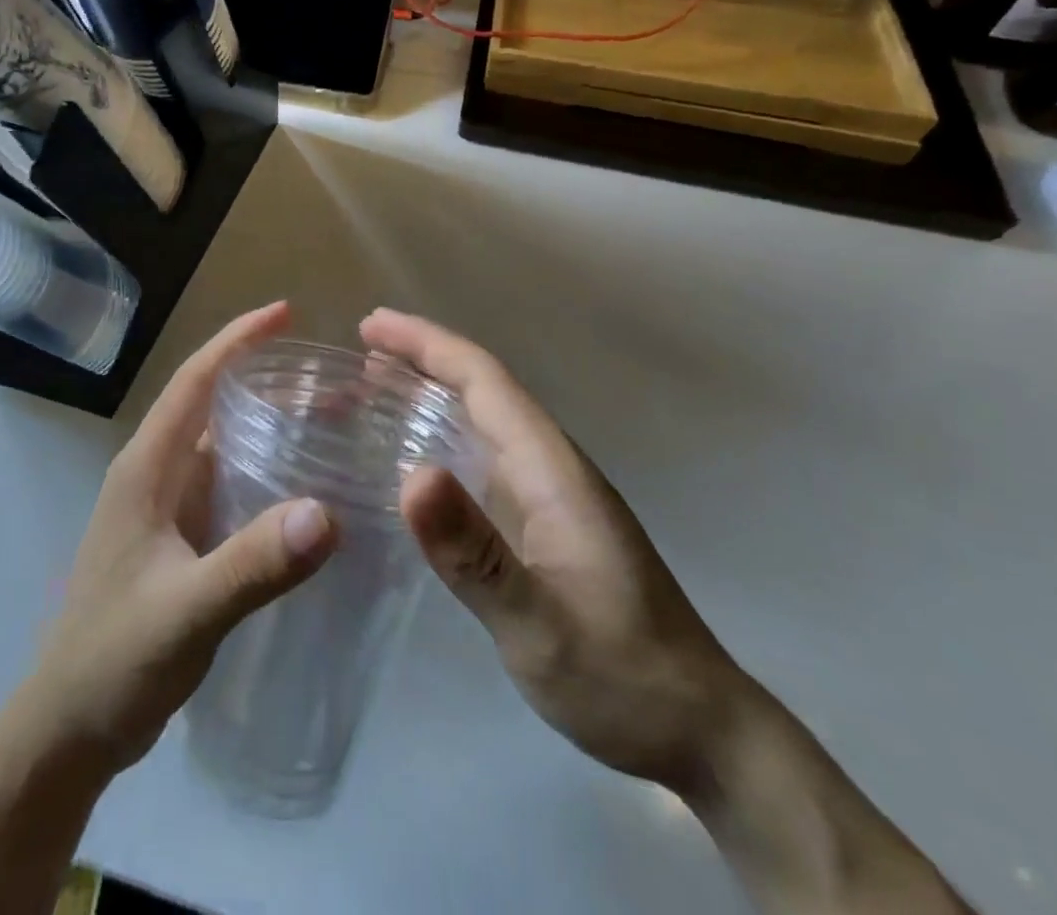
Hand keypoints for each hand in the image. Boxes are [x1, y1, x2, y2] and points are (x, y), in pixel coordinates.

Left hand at [22, 301, 337, 777]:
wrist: (69, 728)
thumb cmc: (114, 659)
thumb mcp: (186, 612)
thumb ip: (252, 565)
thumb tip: (328, 512)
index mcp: (147, 468)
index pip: (195, 381)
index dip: (237, 340)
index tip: (285, 313)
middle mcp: (156, 474)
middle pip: (214, 405)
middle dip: (268, 380)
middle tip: (334, 379)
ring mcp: (166, 509)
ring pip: (224, 447)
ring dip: (271, 427)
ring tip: (332, 422)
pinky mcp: (178, 541)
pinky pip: (228, 488)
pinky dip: (265, 473)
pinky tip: (305, 489)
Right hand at [362, 308, 741, 793]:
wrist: (698, 730)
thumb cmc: (620, 675)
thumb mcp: (539, 625)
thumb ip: (475, 554)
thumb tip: (413, 475)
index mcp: (550, 468)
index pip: (484, 379)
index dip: (426, 344)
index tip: (371, 326)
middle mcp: (549, 466)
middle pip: (481, 388)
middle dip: (421, 358)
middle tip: (358, 350)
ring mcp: (548, 494)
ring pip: (481, 419)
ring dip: (429, 393)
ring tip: (371, 388)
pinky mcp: (543, 523)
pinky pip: (482, 456)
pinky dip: (441, 436)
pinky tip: (412, 456)